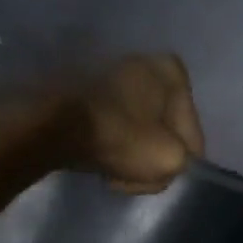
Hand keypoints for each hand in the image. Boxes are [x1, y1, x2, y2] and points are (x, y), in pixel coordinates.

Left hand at [75, 54, 204, 192]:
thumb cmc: (119, 137)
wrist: (52, 126)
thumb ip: (183, 162)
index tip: (157, 177)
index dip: (179, 164)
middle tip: (132, 179)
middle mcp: (146, 63)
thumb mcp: (169, 159)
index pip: (191, 134)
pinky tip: (99, 159)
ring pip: (137, 131)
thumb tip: (170, 160)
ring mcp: (113, 73)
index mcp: (173, 72)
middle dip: (150, 159)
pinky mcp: (86, 90)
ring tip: (112, 173)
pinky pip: (112, 126)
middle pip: (163, 131)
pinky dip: (109, 144)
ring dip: (129, 155)